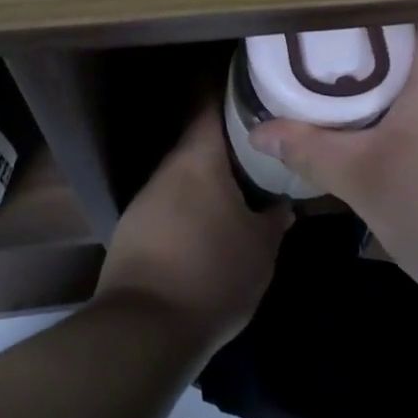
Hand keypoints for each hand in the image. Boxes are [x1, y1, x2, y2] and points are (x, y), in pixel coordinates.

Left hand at [94, 102, 293, 356]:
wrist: (144, 329)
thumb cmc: (213, 273)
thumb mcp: (261, 248)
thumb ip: (275, 217)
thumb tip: (283, 203)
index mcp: (198, 158)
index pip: (212, 103)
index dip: (234, 92)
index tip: (258, 89)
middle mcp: (167, 169)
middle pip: (200, 141)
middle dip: (230, 143)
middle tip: (264, 146)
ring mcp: (145, 199)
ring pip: (185, 175)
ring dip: (210, 178)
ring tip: (243, 186)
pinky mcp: (133, 229)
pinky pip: (171, 203)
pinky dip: (192, 205)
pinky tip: (211, 224)